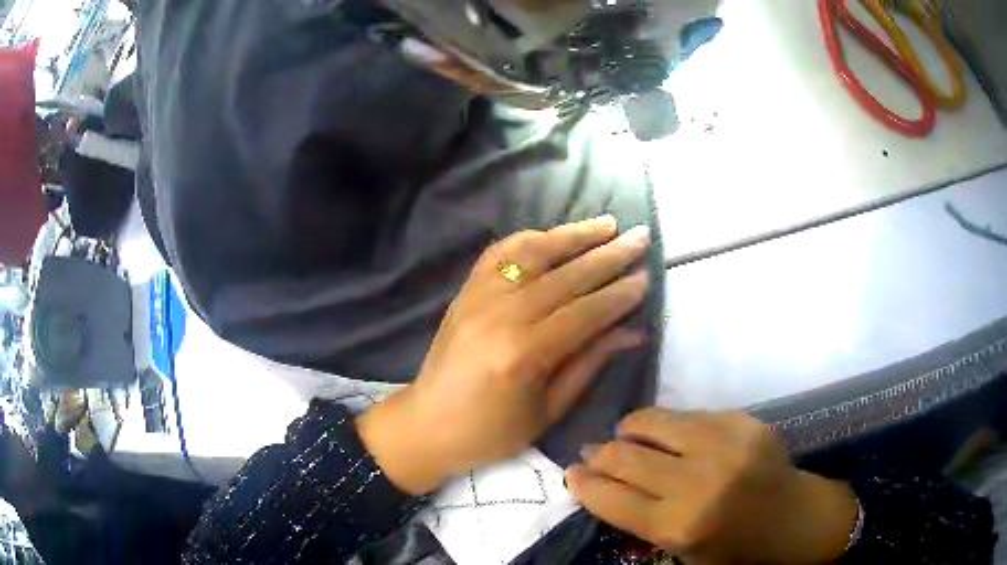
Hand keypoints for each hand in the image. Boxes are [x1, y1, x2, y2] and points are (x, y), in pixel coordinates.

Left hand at [358, 216, 651, 493]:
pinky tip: (554, 235)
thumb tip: (633, 331)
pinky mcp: (465, 291)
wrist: (427, 425)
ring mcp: (478, 297)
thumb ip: (590, 363)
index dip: (619, 294)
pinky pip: (499, 253)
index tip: (647, 276)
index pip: (585, 312)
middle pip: (566, 276)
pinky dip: (530, 239)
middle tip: (640, 237)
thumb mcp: (548, 410)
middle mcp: (501, 315)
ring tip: (607, 223)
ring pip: (533, 253)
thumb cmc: (491, 432)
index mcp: (524, 353)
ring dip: (573, 235)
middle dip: (609, 255)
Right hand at [566, 409, 858, 564]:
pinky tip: (672, 437)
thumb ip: (638, 519)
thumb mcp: (680, 552)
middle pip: (623, 455)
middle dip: (598, 455)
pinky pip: (688, 415)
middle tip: (594, 454)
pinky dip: (669, 427)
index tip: (572, 473)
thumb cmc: (733, 549)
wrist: (794, 519)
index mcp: (678, 526)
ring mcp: (724, 444)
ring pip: (651, 422)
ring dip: (630, 430)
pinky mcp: (743, 421)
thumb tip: (599, 484)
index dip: (582, 483)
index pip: (609, 496)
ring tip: (627, 437)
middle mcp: (697, 482)